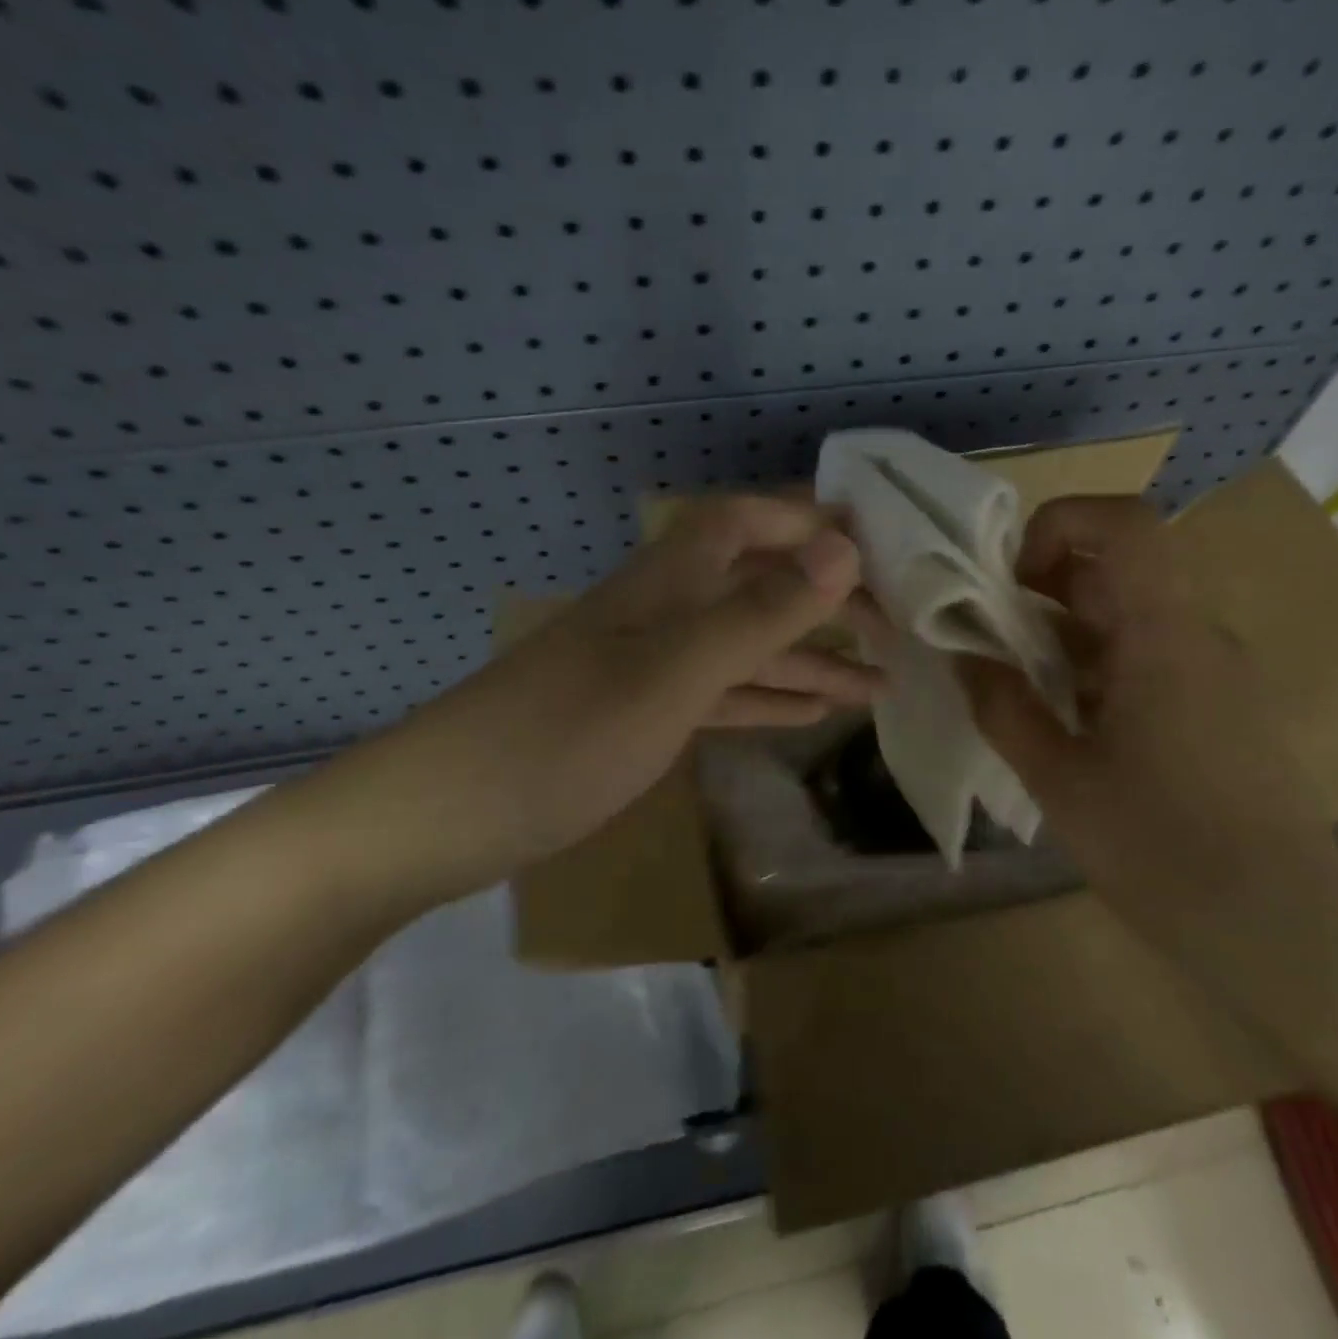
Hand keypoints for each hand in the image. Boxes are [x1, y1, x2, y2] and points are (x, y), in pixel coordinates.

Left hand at [278, 495, 876, 916]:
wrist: (441, 817)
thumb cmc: (562, 736)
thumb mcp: (673, 673)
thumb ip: (760, 612)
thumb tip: (844, 545)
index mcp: (668, 581)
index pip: (748, 521)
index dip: (808, 522)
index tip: (878, 544)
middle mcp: (663, 611)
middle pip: (757, 585)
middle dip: (825, 600)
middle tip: (896, 630)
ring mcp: (650, 667)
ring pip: (746, 649)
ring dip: (809, 661)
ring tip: (878, 685)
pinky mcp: (640, 717)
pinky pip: (721, 696)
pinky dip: (767, 700)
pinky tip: (812, 715)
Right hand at [958, 496, 1337, 943]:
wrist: (1285, 935)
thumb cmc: (1164, 852)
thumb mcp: (1059, 780)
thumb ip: (1002, 707)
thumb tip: (963, 655)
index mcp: (1163, 636)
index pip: (1123, 524)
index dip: (1056, 525)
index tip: (1010, 583)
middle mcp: (1197, 635)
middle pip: (1116, 568)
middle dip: (1041, 591)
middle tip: (994, 645)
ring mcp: (1214, 671)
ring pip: (1127, 615)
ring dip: (1064, 635)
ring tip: (1021, 692)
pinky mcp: (1219, 707)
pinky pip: (1147, 656)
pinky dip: (1095, 668)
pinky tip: (1069, 727)